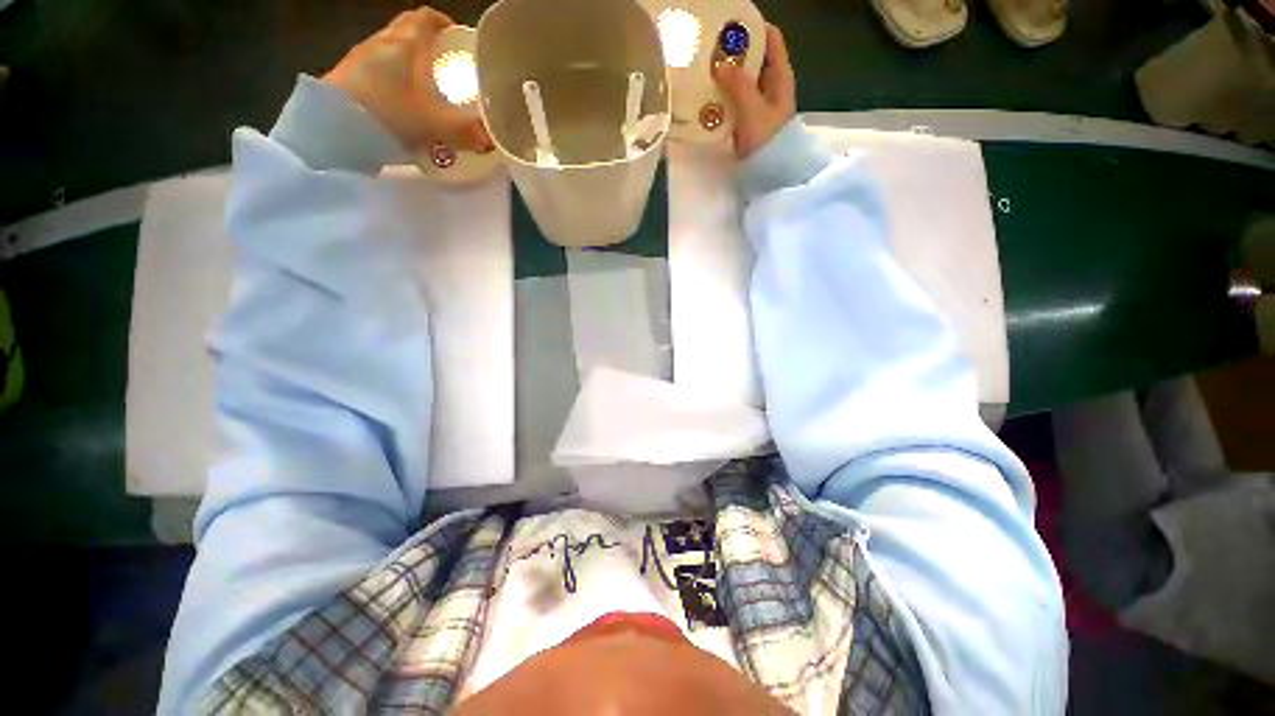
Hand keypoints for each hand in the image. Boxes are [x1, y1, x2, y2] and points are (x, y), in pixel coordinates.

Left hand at [323, 8, 490, 152]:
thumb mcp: (433, 125)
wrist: (331, 127)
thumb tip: (490, 140)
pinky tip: (405, 105)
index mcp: (405, 43)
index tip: (458, 39)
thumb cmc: (386, 113)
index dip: (444, 24)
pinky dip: (396, 82)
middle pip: (409, 33)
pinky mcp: (350, 78)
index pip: (426, 18)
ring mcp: (362, 59)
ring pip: (394, 53)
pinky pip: (380, 72)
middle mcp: (382, 42)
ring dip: (412, 66)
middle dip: (430, 47)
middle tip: (449, 70)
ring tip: (430, 92)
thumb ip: (465, 132)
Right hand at [711, 24, 795, 159]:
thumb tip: (720, 64)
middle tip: (708, 46)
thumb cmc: (768, 140)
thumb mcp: (754, 110)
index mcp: (779, 76)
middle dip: (733, 50)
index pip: (771, 39)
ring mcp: (757, 103)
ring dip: (724, 74)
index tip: (729, 23)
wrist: (771, 174)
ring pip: (740, 79)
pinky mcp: (745, 120)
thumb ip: (739, 85)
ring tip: (702, 68)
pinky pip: (732, 100)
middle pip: (752, 57)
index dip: (753, 27)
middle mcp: (769, 85)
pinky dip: (721, 95)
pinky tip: (705, 95)